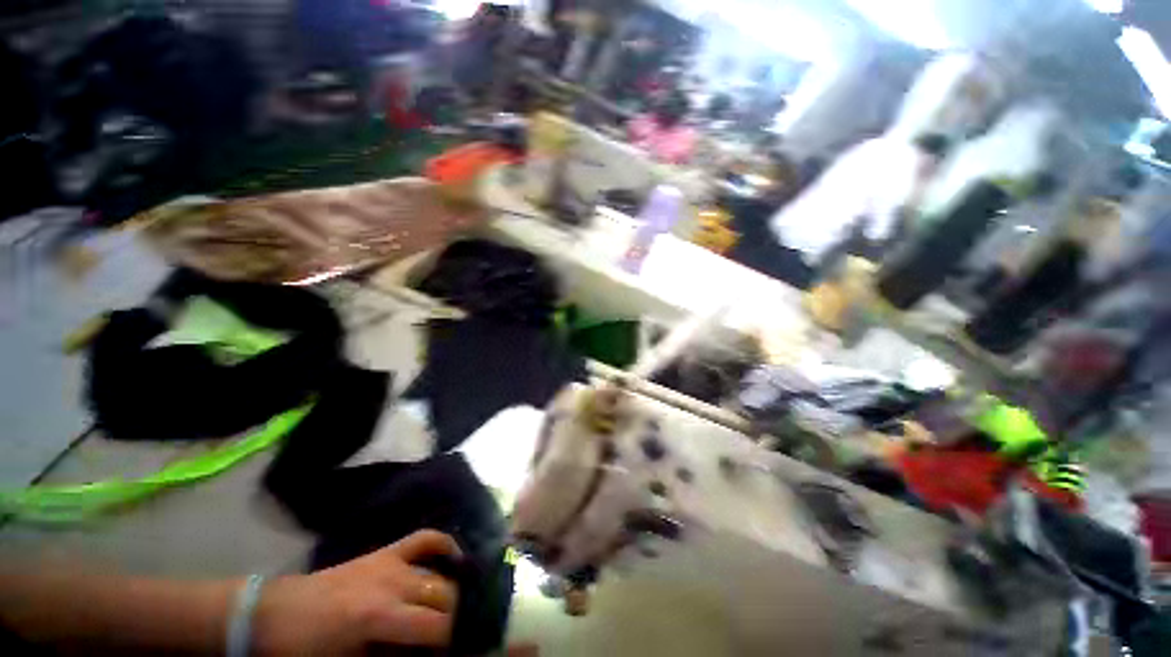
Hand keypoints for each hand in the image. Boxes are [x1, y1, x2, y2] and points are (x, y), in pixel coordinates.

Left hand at [252, 530, 461, 655]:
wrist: (273, 614)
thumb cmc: (305, 650)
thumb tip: (425, 655)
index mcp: (379, 617)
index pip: (436, 625)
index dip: (453, 641)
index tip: (458, 652)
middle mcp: (392, 583)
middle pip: (444, 595)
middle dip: (455, 618)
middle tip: (452, 637)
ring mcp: (390, 562)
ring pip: (439, 572)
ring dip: (450, 592)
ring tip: (454, 609)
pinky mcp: (385, 552)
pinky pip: (423, 540)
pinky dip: (443, 545)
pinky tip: (454, 557)